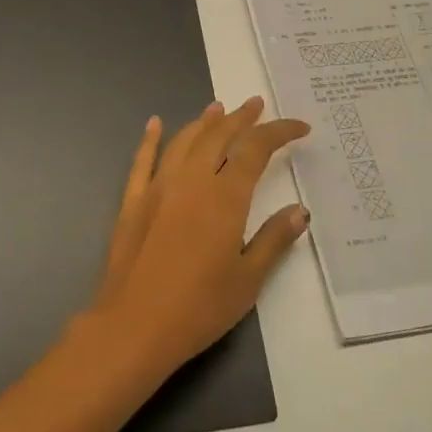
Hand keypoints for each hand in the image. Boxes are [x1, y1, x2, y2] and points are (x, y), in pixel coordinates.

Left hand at [86, 98, 310, 382]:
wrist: (133, 327)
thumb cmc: (199, 308)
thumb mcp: (248, 280)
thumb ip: (273, 240)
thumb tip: (299, 210)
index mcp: (225, 197)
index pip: (256, 149)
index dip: (279, 132)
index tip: (300, 127)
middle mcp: (191, 180)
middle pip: (219, 135)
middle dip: (241, 117)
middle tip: (257, 104)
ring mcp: (157, 187)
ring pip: (184, 141)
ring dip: (204, 122)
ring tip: (218, 109)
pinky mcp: (132, 200)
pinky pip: (142, 160)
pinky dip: (150, 138)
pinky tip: (155, 124)